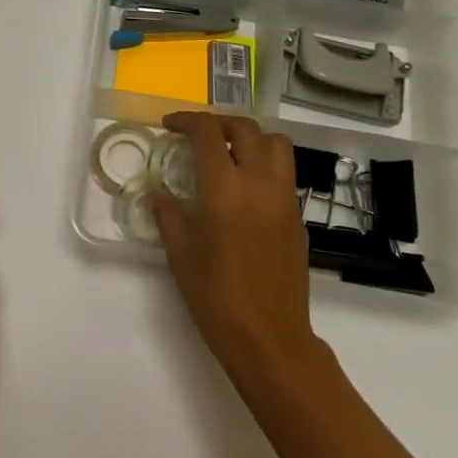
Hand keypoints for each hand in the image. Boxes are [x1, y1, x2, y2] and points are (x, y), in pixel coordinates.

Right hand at [151, 113, 319, 379]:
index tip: (170, 126)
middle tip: (198, 135)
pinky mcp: (297, 219)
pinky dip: (264, 167)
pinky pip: (284, 176)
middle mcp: (259, 183)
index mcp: (224, 188)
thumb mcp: (180, 253)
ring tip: (229, 154)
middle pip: (246, 129)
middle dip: (219, 123)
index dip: (187, 121)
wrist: (268, 337)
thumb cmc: (215, 295)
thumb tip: (159, 195)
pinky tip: (244, 192)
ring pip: (277, 145)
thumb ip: (169, 215)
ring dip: (251, 138)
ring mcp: (284, 200)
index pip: (209, 133)